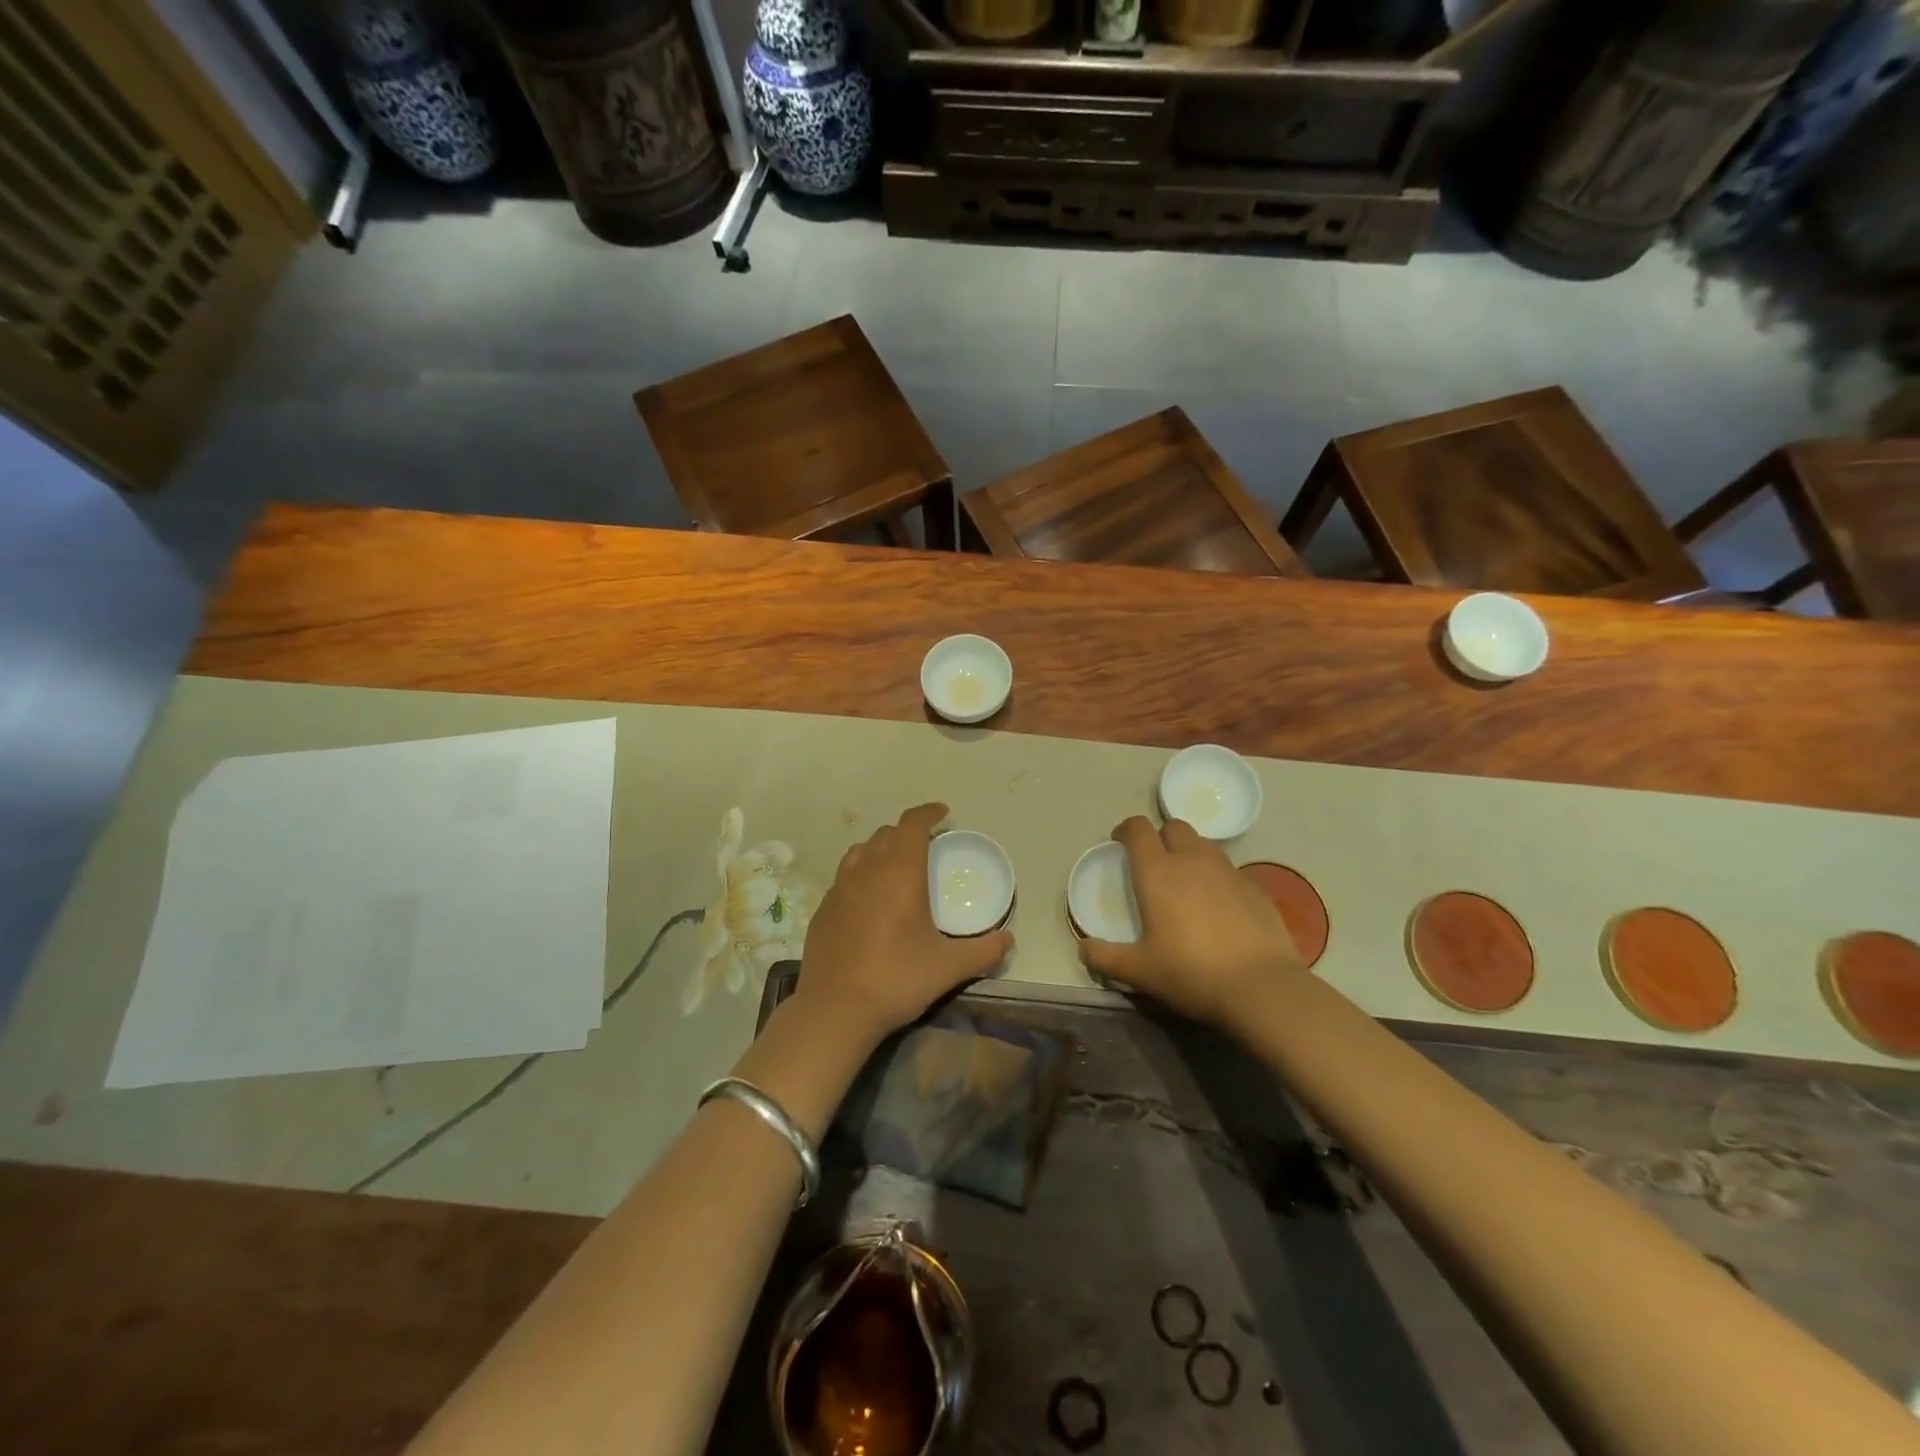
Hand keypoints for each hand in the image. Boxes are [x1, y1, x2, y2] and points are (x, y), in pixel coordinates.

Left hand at [799, 803, 1012, 1042]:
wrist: (836, 1009)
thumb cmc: (897, 978)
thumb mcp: (949, 967)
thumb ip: (983, 951)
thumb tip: (1008, 940)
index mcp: (900, 872)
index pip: (912, 824)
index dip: (928, 812)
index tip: (943, 813)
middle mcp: (867, 870)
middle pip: (887, 834)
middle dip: (908, 832)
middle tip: (927, 847)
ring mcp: (840, 888)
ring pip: (861, 851)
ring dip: (881, 849)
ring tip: (896, 867)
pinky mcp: (823, 909)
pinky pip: (845, 877)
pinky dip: (861, 875)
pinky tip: (869, 902)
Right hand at [1078, 816, 1302, 1026]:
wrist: (1261, 987)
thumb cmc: (1191, 972)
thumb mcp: (1139, 971)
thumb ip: (1105, 958)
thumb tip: (1082, 949)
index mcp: (1158, 872)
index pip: (1138, 829)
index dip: (1126, 830)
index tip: (1120, 842)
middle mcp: (1192, 861)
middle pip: (1174, 827)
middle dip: (1160, 836)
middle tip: (1154, 863)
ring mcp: (1228, 871)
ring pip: (1204, 844)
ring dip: (1190, 853)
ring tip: (1186, 882)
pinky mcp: (1255, 887)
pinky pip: (1229, 869)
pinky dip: (1217, 877)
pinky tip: (1219, 907)